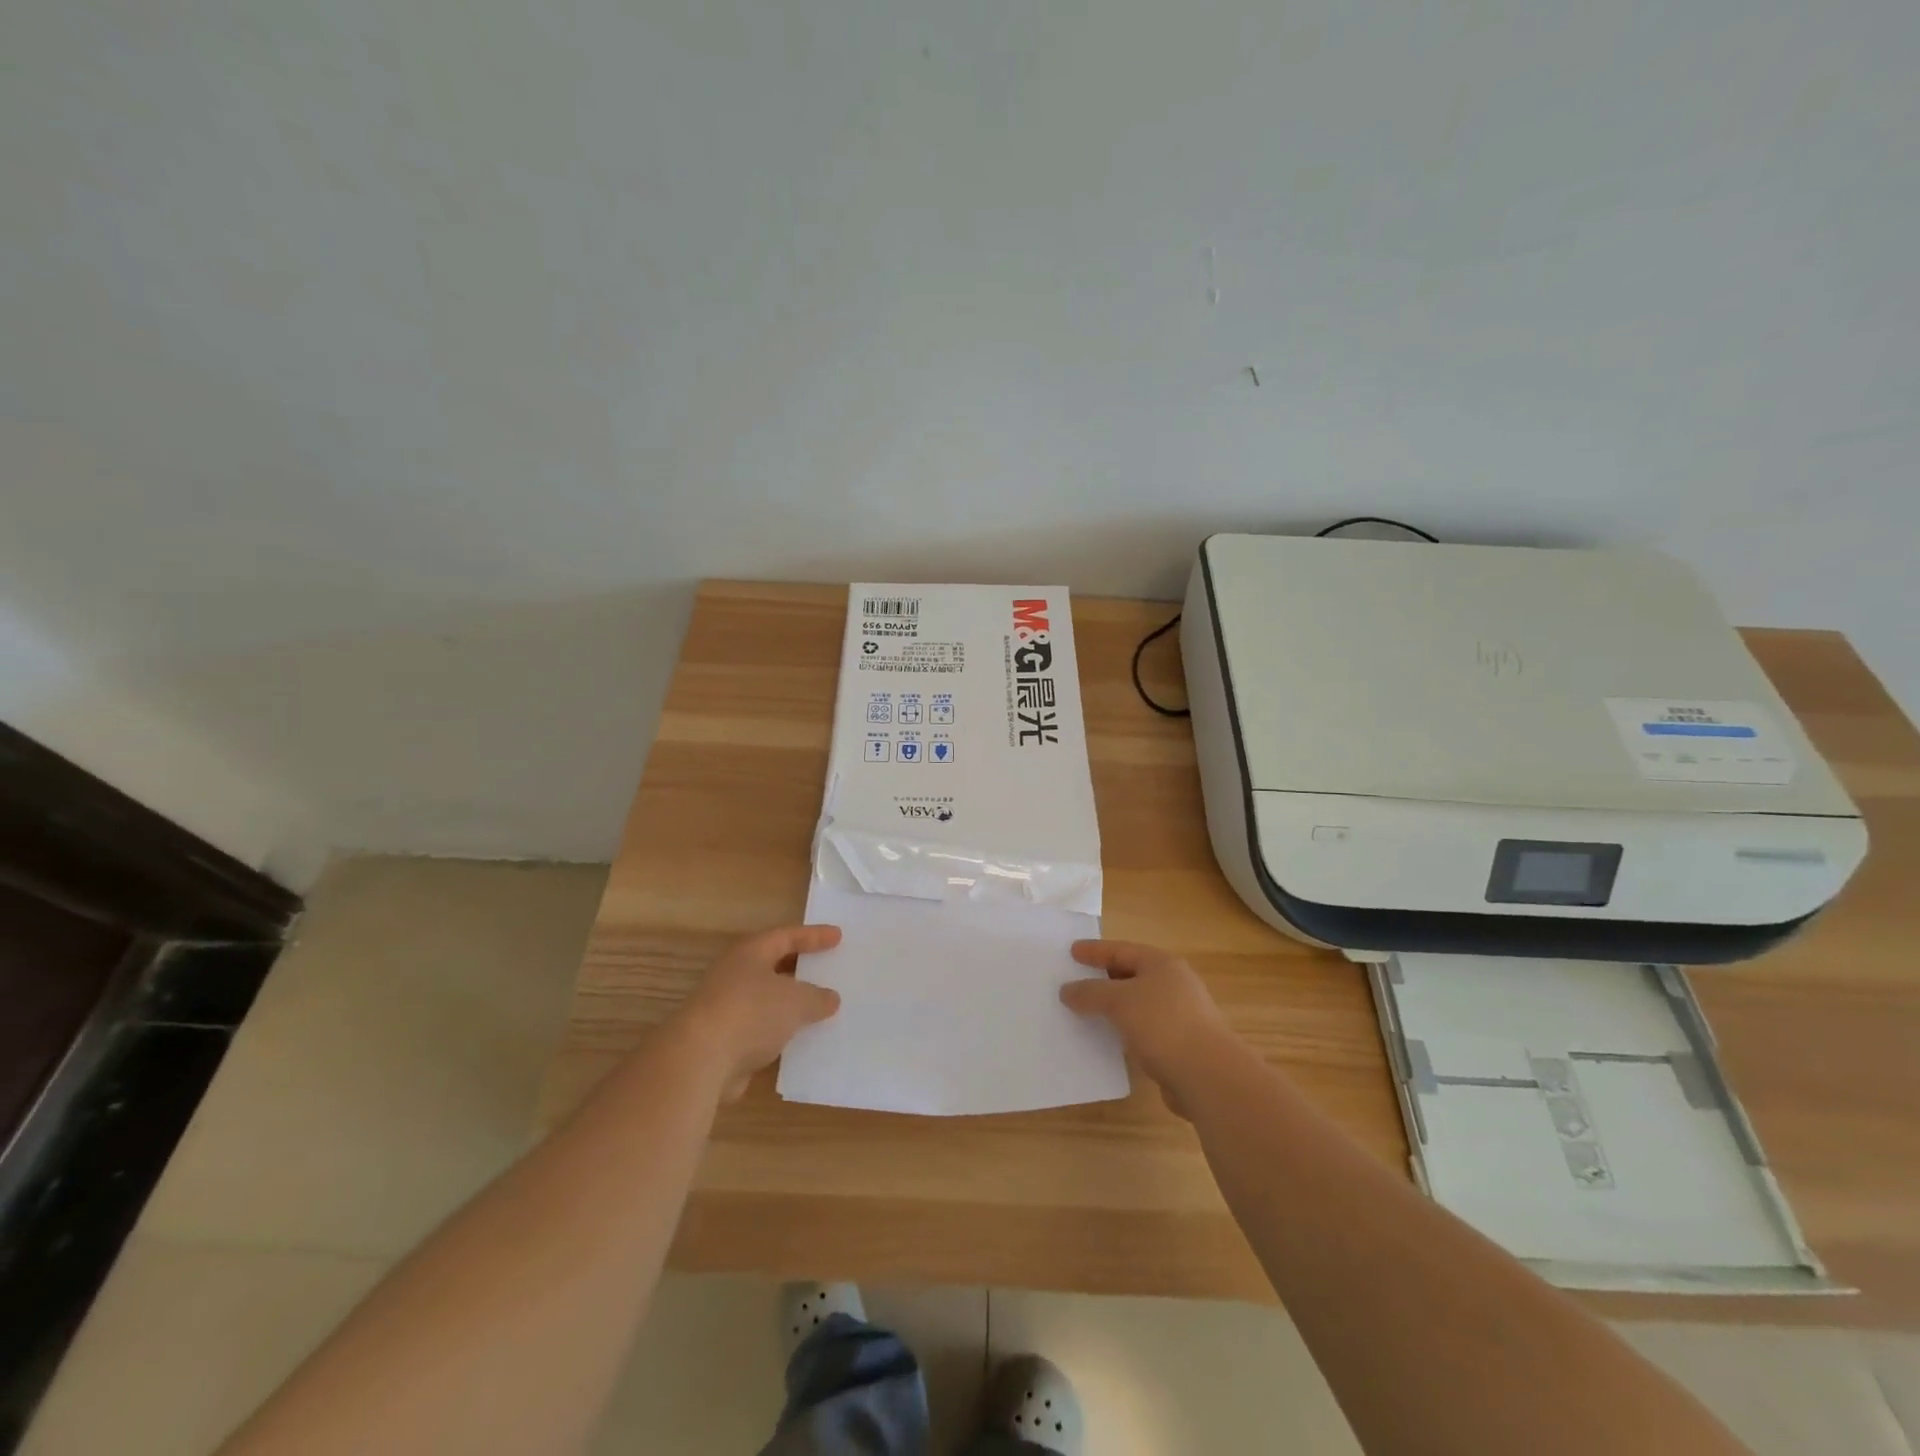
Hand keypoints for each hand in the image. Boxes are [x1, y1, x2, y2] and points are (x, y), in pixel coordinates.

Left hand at [675, 924, 842, 1100]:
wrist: (699, 1060)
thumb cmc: (751, 1012)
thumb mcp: (796, 1001)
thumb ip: (818, 998)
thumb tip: (830, 998)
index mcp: (749, 953)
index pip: (786, 936)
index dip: (813, 936)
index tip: (838, 936)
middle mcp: (734, 974)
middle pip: (773, 966)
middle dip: (800, 969)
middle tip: (827, 968)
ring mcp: (726, 1008)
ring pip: (766, 1000)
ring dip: (790, 1004)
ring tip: (819, 1007)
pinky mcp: (723, 1041)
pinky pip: (760, 1029)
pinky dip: (780, 1032)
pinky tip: (800, 1041)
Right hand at [1060, 941, 1239, 1112]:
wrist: (1208, 1076)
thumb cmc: (1163, 1024)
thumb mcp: (1119, 1001)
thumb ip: (1090, 992)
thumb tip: (1067, 990)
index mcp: (1162, 964)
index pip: (1122, 950)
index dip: (1095, 951)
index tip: (1072, 951)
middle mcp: (1174, 985)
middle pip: (1132, 975)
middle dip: (1103, 978)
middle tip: (1075, 980)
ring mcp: (1179, 1016)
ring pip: (1137, 1004)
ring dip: (1113, 1007)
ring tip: (1085, 1011)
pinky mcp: (1179, 1045)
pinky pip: (1142, 1030)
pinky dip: (1124, 1030)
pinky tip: (1108, 1039)